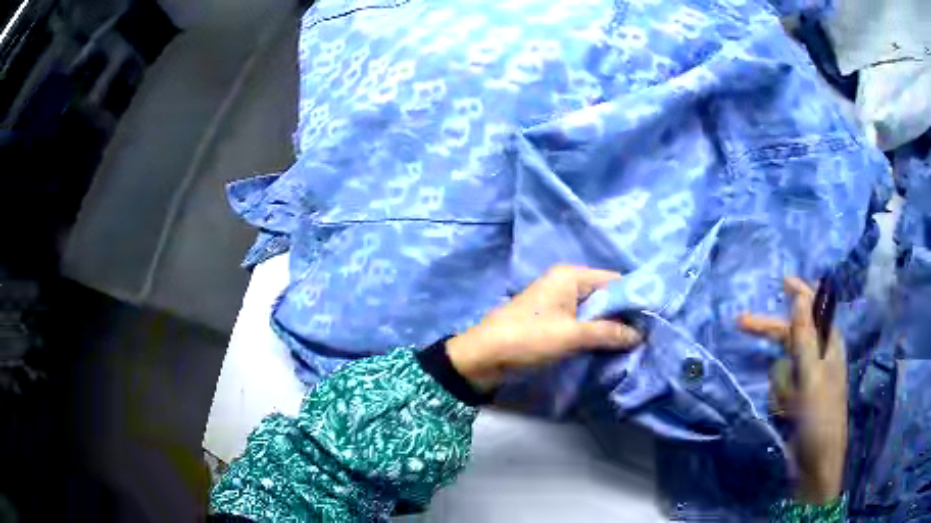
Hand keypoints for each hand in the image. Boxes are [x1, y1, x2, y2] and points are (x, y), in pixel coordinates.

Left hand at [447, 266, 642, 391]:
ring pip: (595, 312)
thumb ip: (608, 333)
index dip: (635, 299)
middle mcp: (567, 284)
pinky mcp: (553, 322)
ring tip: (635, 345)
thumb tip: (640, 334)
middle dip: (624, 316)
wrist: (482, 358)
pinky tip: (611, 348)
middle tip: (647, 337)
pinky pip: (582, 324)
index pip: (615, 281)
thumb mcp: (571, 336)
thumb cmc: (527, 339)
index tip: (655, 320)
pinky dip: (596, 334)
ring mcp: (559, 303)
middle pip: (606, 296)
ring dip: (611, 328)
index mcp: (571, 276)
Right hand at [739, 277, 846, 503]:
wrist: (816, 462)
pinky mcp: (798, 398)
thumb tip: (800, 297)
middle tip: (741, 323)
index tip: (781, 281)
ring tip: (790, 405)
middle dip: (770, 333)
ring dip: (781, 385)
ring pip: (782, 367)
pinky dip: (779, 398)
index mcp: (829, 344)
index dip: (799, 293)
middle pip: (791, 335)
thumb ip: (805, 337)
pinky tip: (786, 413)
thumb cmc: (820, 417)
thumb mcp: (811, 375)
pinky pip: (780, 388)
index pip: (814, 309)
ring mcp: (807, 379)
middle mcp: (819, 357)